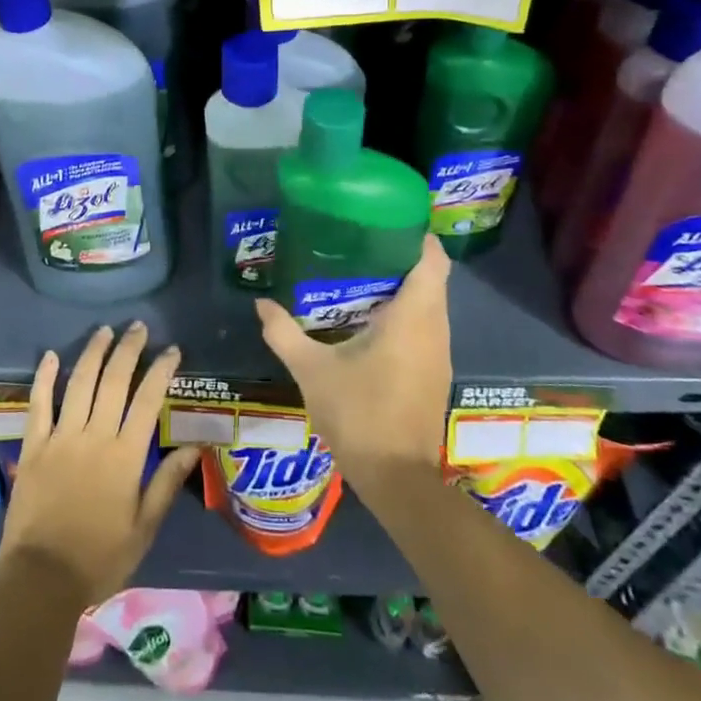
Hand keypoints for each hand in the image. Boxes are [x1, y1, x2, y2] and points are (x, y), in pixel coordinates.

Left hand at [0, 323, 201, 605]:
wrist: (41, 580)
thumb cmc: (99, 558)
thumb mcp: (144, 528)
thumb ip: (167, 483)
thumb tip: (196, 446)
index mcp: (125, 456)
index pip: (148, 401)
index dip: (161, 371)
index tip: (172, 350)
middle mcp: (94, 437)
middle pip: (114, 382)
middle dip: (128, 350)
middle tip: (138, 327)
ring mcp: (60, 438)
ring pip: (78, 383)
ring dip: (93, 353)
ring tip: (105, 331)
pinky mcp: (33, 446)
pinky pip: (38, 404)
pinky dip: (44, 378)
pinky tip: (50, 356)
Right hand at [256, 235, 452, 493]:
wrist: (397, 479)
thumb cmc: (359, 414)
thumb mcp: (312, 370)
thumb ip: (284, 333)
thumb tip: (261, 303)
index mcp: (413, 317)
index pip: (432, 260)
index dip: (416, 235)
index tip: (386, 221)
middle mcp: (435, 329)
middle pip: (432, 278)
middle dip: (401, 257)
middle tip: (360, 244)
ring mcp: (439, 354)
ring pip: (431, 305)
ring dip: (404, 287)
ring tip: (360, 275)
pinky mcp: (435, 373)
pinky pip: (427, 327)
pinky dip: (406, 314)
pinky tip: (370, 320)